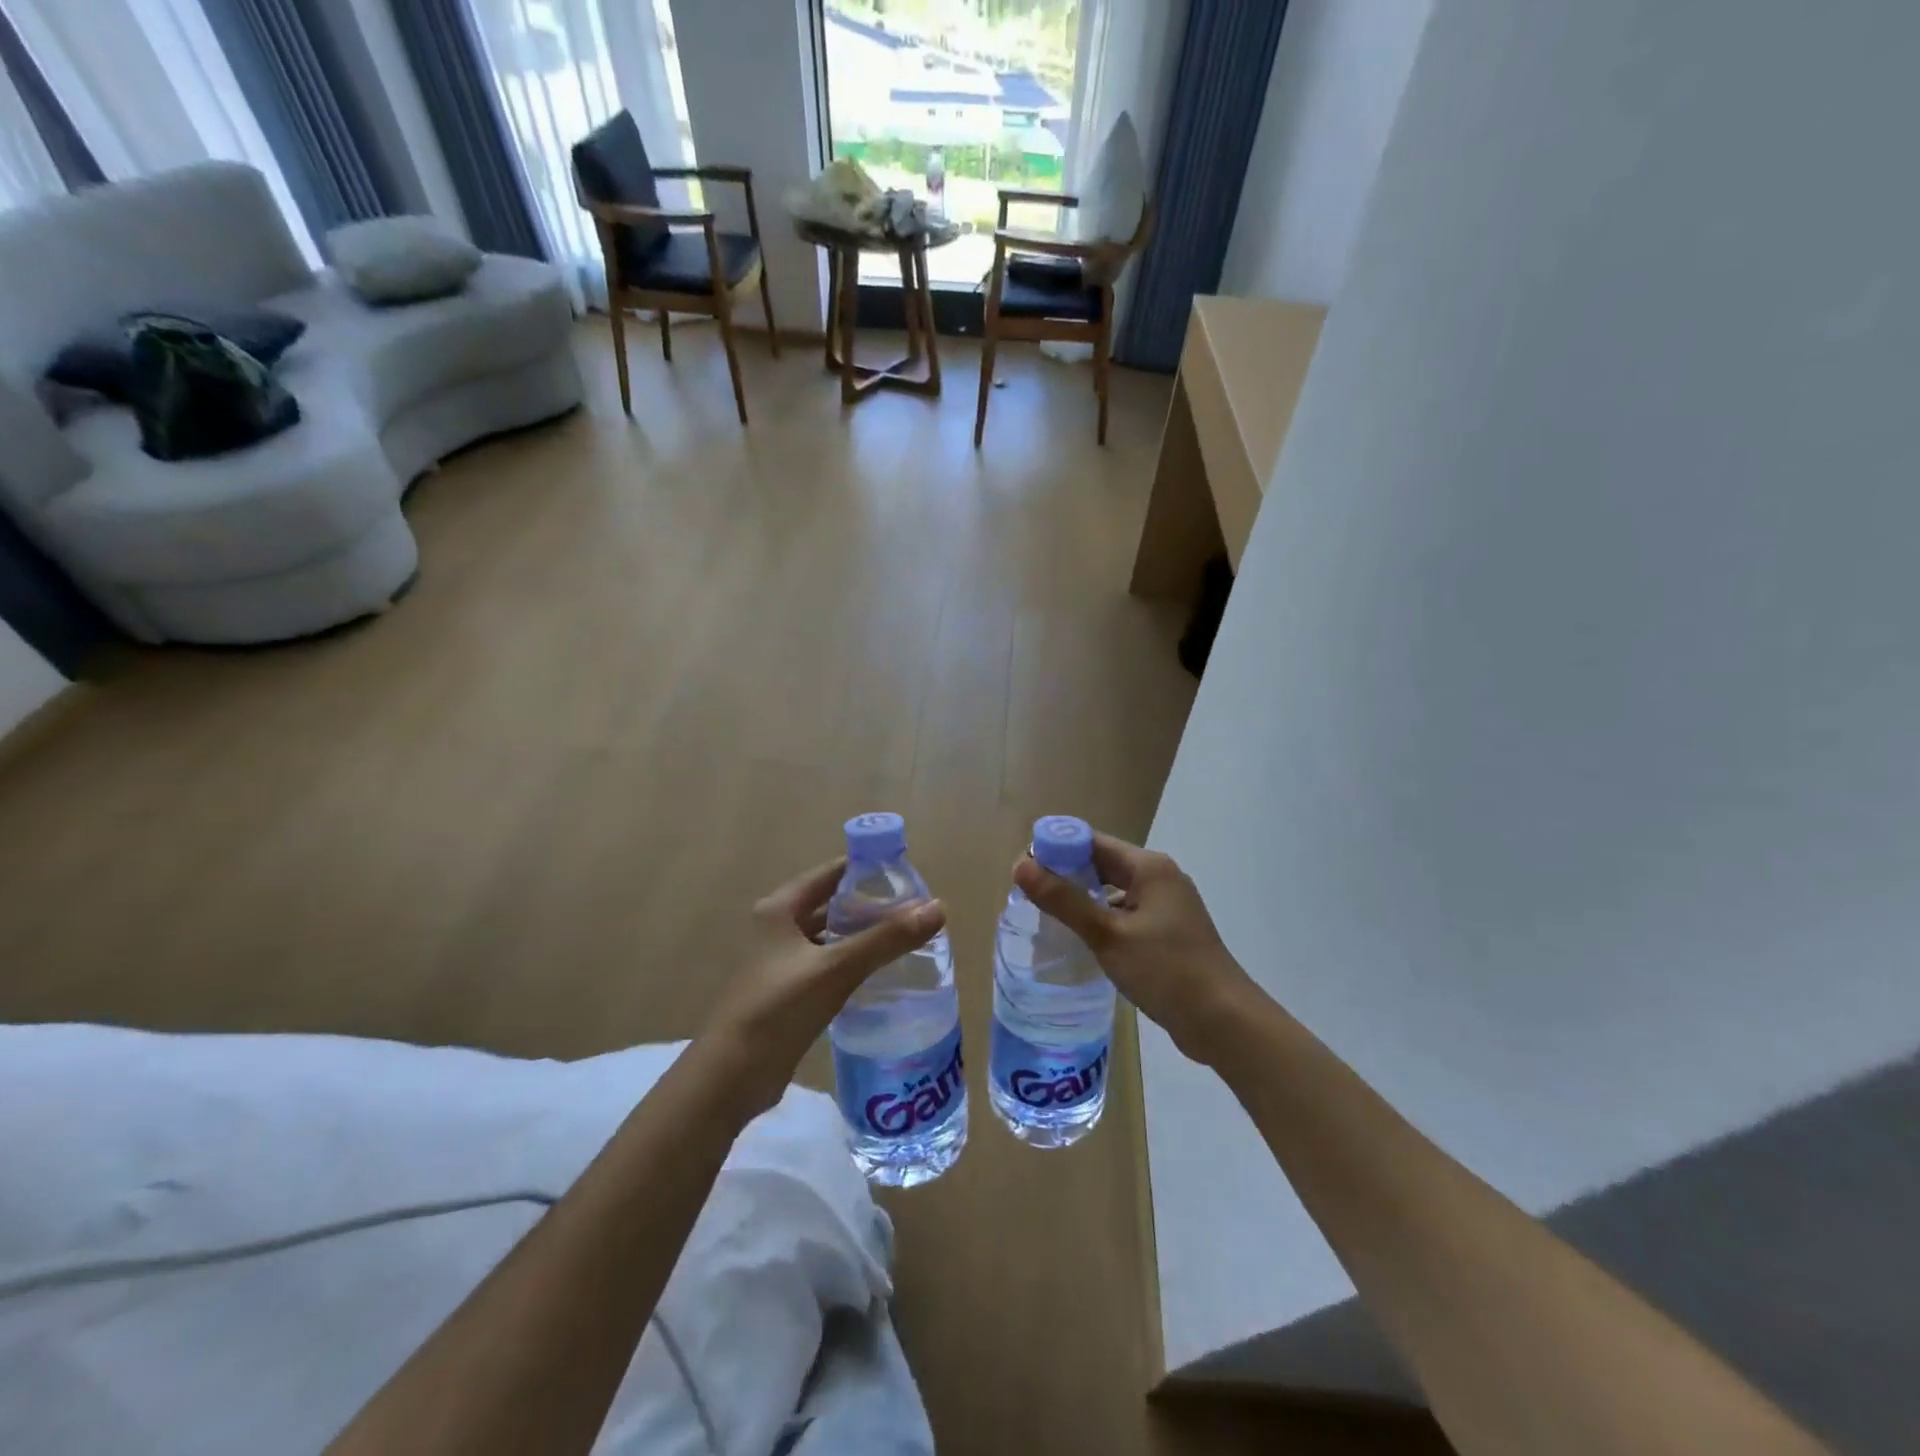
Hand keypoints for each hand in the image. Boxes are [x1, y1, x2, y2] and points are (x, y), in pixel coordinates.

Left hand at [696, 858, 945, 1122]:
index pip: (832, 873)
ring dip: (863, 936)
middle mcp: (778, 927)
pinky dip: (853, 963)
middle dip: (871, 906)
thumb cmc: (778, 1008)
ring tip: (906, 939)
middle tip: (915, 911)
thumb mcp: (836, 968)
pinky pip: (828, 965)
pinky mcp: (787, 992)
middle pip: (832, 904)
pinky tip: (882, 973)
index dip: (868, 871)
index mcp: (780, 908)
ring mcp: (781, 962)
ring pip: (831, 937)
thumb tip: (938, 908)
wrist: (731, 1076)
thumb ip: (887, 939)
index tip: (909, 877)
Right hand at [1013, 833, 1260, 1064]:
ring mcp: (1167, 905)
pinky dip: (1102, 919)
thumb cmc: (1166, 971)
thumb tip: (1020, 866)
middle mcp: (1160, 877)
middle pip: (1102, 864)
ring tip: (1046, 917)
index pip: (1091, 842)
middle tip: (1027, 896)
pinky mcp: (1169, 931)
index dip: (1055, 850)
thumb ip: (1063, 900)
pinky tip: (1082, 940)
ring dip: (1083, 899)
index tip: (1022, 871)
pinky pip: (1126, 913)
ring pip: (1113, 891)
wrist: (1224, 1021)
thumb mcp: (1108, 935)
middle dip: (1065, 875)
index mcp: (1148, 867)